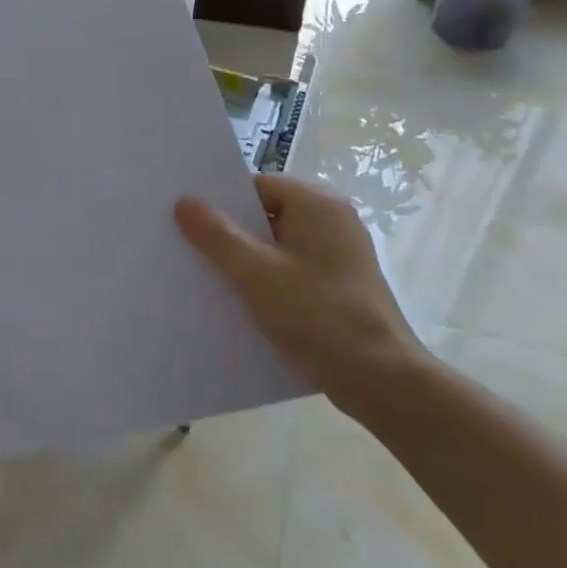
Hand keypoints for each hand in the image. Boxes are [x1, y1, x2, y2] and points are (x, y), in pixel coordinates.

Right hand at [176, 174, 428, 423]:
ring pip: (278, 246)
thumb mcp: (254, 272)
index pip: (257, 187)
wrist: (382, 381)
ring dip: (247, 260)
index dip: (221, 202)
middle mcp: (333, 221)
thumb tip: (184, 201)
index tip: (187, 220)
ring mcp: (341, 255)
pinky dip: (268, 280)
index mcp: (317, 204)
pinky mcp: (341, 287)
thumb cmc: (316, 314)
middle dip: (230, 232)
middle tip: (189, 248)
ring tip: (208, 277)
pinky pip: (293, 271)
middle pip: (267, 215)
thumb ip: (216, 234)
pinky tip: (241, 303)